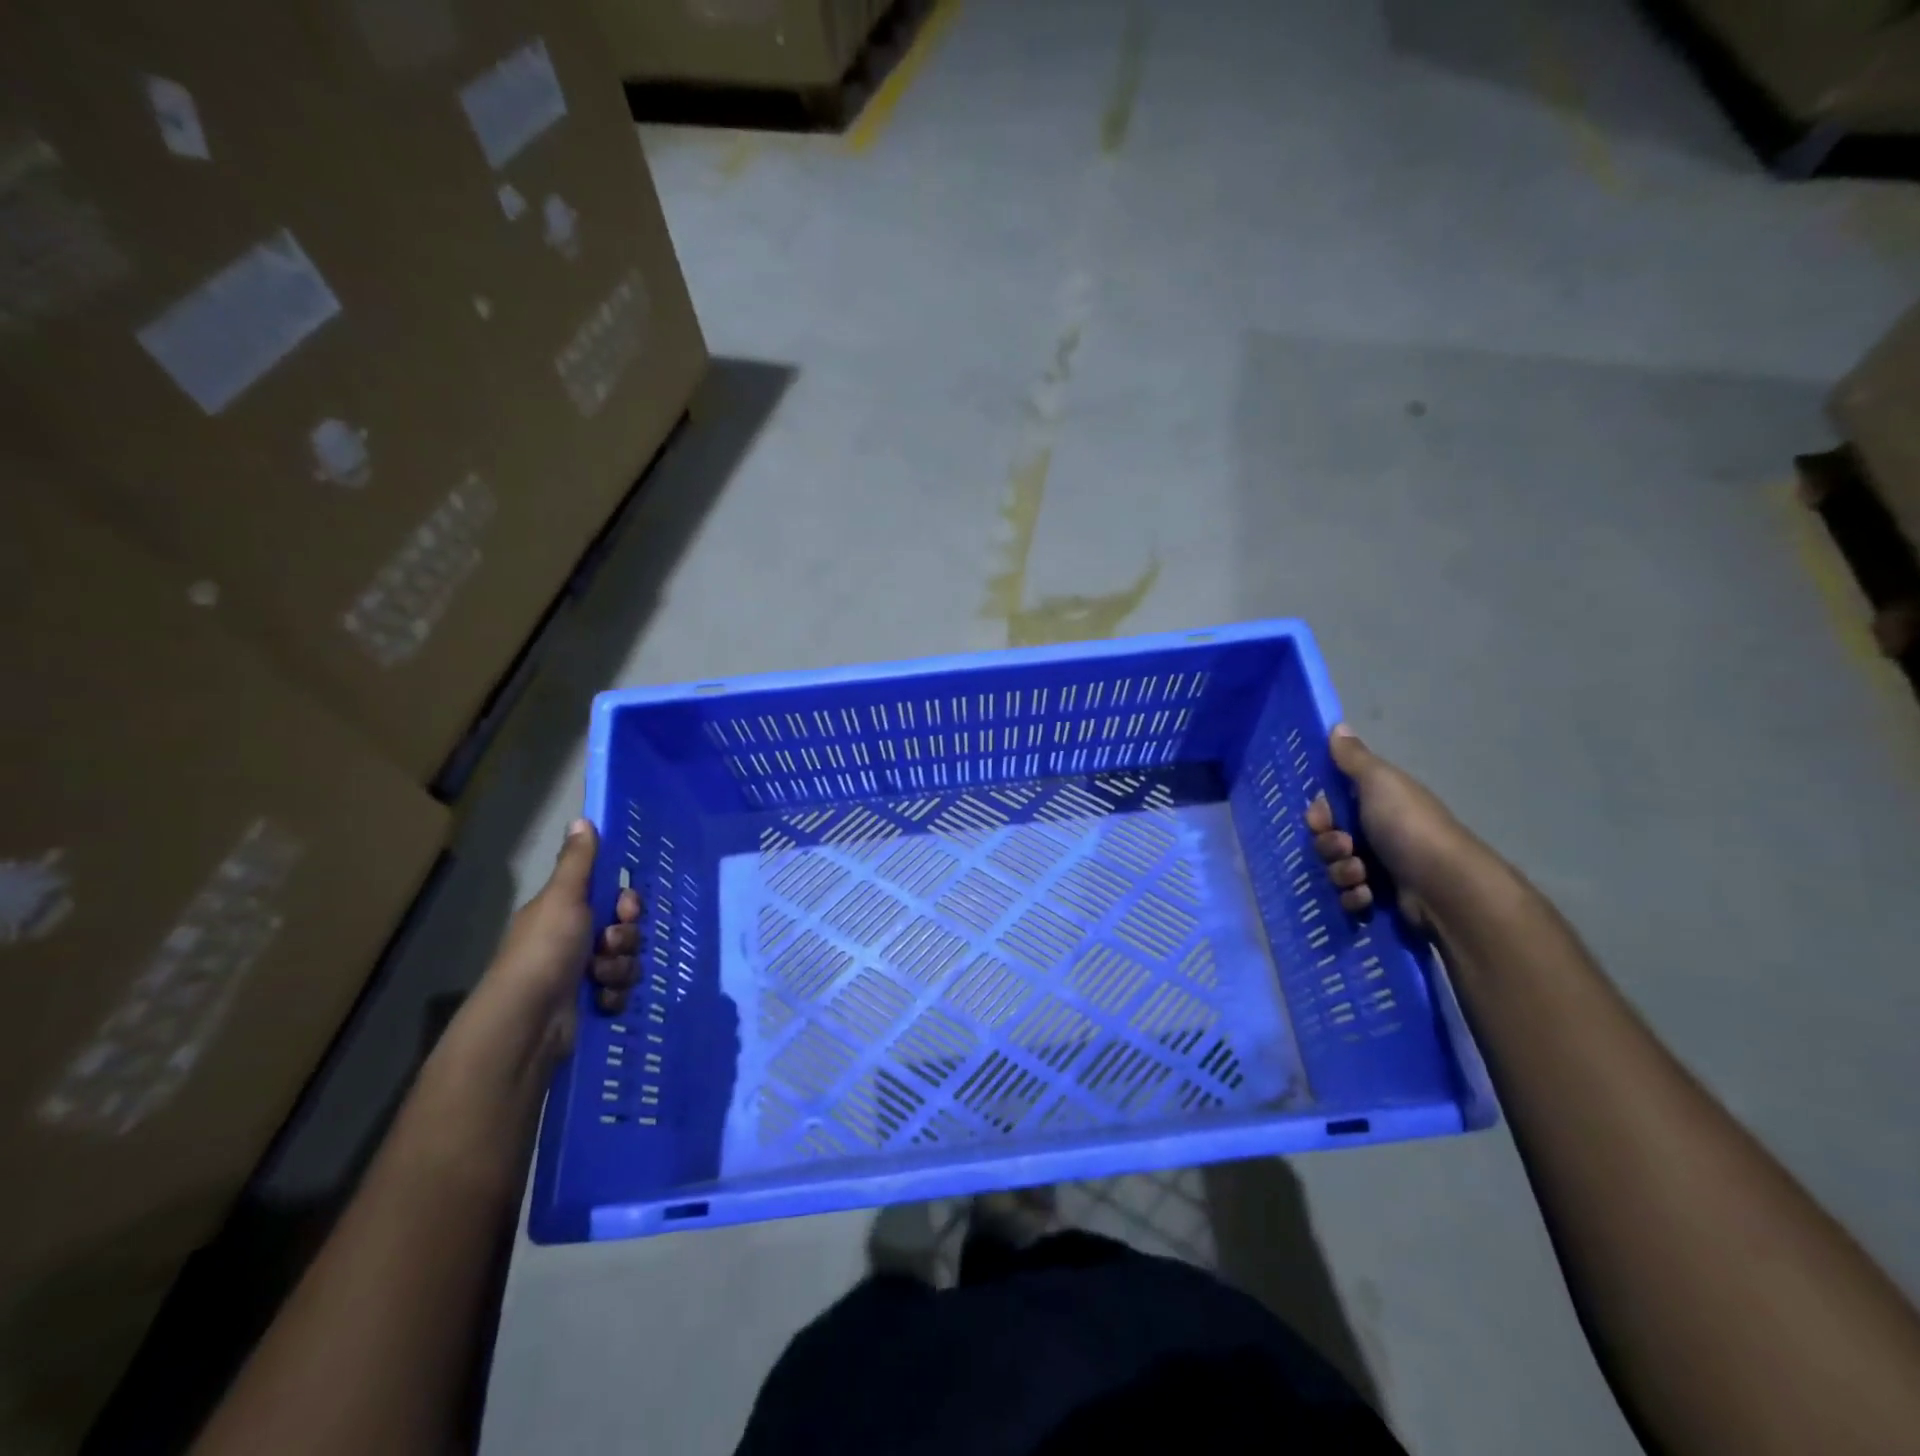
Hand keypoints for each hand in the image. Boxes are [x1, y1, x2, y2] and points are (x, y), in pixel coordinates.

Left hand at [478, 819, 641, 1060]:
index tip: (624, 908)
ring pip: (627, 961)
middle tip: (609, 945)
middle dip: (626, 938)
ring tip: (598, 978)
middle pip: (625, 929)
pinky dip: (614, 995)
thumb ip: (578, 862)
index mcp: (565, 912)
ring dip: (620, 968)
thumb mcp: (563, 898)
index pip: (612, 898)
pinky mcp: (591, 1005)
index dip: (626, 902)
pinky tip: (599, 1000)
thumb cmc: (545, 951)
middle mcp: (574, 941)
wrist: (528, 1022)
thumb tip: (581, 818)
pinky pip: (622, 991)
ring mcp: (582, 975)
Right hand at [1307, 725, 1471, 921]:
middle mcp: (1376, 833)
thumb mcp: (1379, 782)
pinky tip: (1367, 896)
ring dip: (1340, 872)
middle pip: (1327, 838)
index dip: (1318, 813)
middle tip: (1345, 847)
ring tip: (1361, 876)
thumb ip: (1353, 758)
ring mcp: (1380, 868)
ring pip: (1335, 868)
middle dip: (1328, 845)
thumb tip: (1338, 726)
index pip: (1329, 806)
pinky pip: (1348, 897)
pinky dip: (1353, 897)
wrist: (1445, 886)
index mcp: (1375, 803)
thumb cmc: (1408, 826)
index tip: (1322, 818)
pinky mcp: (1382, 899)